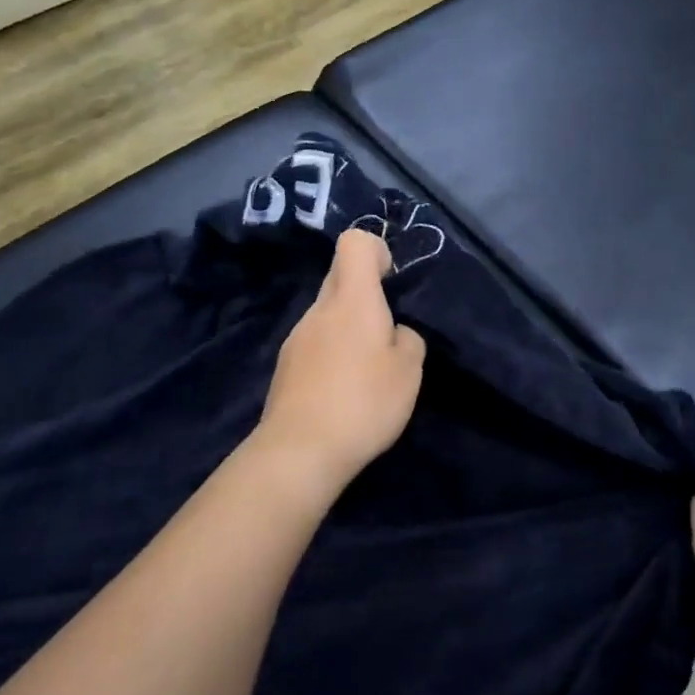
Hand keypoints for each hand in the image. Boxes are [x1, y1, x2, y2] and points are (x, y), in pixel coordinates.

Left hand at [254, 229, 426, 503]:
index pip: (354, 242)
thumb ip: (408, 339)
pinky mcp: (285, 366)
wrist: (299, 451)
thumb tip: (395, 332)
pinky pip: (315, 342)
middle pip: (340, 276)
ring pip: (327, 312)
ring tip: (368, 369)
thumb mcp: (409, 370)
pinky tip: (344, 390)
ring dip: (349, 327)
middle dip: (366, 292)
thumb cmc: (363, 402)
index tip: (392, 280)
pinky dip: (332, 353)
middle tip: (388, 329)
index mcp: (352, 299)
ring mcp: (297, 337)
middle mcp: (319, 309)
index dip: (376, 250)